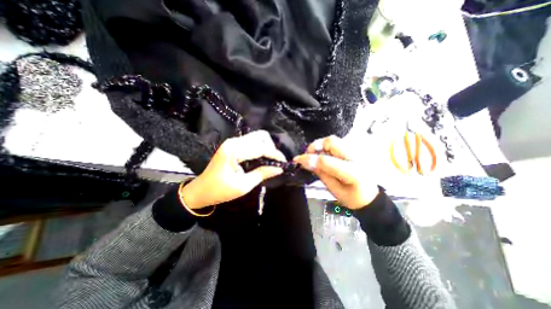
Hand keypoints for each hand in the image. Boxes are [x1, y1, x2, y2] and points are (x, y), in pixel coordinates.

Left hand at [181, 130, 285, 209]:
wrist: (201, 191)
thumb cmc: (220, 190)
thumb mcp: (243, 185)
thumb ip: (262, 174)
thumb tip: (279, 169)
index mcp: (234, 151)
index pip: (261, 148)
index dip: (275, 154)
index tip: (284, 162)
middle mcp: (233, 142)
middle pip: (260, 136)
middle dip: (271, 148)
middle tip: (274, 161)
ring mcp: (232, 142)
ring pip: (256, 137)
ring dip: (266, 147)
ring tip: (269, 160)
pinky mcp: (232, 145)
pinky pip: (251, 141)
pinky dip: (259, 148)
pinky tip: (261, 158)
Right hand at [293, 136, 379, 209]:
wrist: (370, 195)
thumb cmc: (352, 197)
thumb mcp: (334, 190)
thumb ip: (321, 174)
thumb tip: (305, 162)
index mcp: (352, 172)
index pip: (326, 161)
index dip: (309, 159)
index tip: (298, 160)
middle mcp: (356, 157)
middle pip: (332, 141)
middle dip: (315, 145)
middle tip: (308, 155)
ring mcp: (356, 151)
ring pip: (333, 140)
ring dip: (320, 146)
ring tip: (315, 156)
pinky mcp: (354, 150)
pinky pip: (336, 143)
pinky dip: (325, 147)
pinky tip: (324, 156)